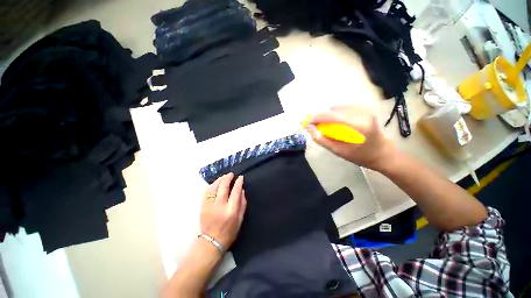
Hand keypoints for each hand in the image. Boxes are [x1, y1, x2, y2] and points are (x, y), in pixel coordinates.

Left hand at [200, 173, 246, 249]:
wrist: (212, 241)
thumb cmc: (229, 231)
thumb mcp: (240, 219)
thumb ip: (242, 204)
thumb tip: (242, 190)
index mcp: (231, 210)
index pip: (235, 191)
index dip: (238, 182)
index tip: (240, 177)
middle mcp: (220, 205)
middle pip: (223, 186)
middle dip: (228, 178)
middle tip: (231, 174)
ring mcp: (209, 205)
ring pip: (214, 187)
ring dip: (219, 180)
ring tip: (224, 177)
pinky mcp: (203, 206)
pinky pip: (206, 192)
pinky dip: (211, 185)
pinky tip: (215, 184)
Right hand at [305, 105, 395, 170]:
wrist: (383, 153)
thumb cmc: (361, 156)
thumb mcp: (339, 151)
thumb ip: (322, 140)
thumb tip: (310, 129)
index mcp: (359, 125)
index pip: (332, 116)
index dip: (317, 118)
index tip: (307, 123)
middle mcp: (363, 113)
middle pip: (333, 110)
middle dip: (322, 118)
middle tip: (319, 128)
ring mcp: (365, 109)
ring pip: (338, 107)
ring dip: (329, 116)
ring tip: (330, 127)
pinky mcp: (365, 109)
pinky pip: (343, 108)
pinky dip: (336, 115)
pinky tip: (339, 124)